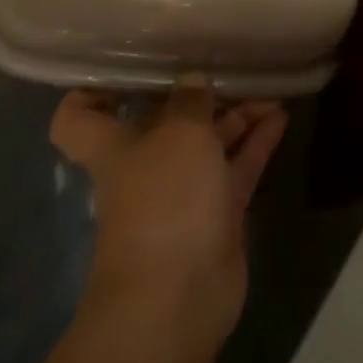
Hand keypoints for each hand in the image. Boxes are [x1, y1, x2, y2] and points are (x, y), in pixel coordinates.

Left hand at [50, 80, 286, 358]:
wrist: (178, 300)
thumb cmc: (164, 201)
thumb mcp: (180, 133)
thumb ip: (190, 100)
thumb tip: (193, 80)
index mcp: (114, 146)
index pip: (80, 116)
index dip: (93, 91)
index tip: (125, 69)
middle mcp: (145, 164)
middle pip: (164, 121)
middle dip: (194, 93)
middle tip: (226, 62)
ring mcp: (182, 191)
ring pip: (209, 141)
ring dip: (235, 114)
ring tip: (267, 84)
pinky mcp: (216, 213)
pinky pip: (237, 166)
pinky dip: (257, 142)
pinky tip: (282, 114)